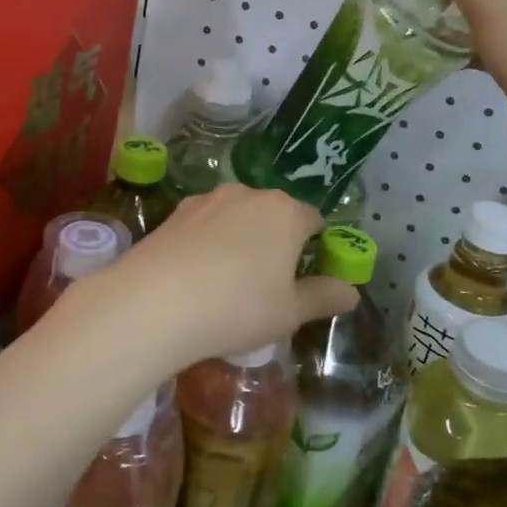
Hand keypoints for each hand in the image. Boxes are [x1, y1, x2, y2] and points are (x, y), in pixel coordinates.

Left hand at [61, 185, 355, 375]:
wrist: (154, 302)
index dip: (315, 248)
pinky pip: (206, 225)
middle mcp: (250, 194)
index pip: (314, 221)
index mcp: (286, 213)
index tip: (306, 278)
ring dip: (242, 240)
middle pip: (275, 215)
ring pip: (238, 217)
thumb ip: (323, 297)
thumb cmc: (238, 307)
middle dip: (277, 242)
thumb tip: (351, 292)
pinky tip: (198, 276)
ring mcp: (209, 199)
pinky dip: (210, 243)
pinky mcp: (176, 211)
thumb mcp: (289, 313)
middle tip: (269, 285)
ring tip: (229, 283)